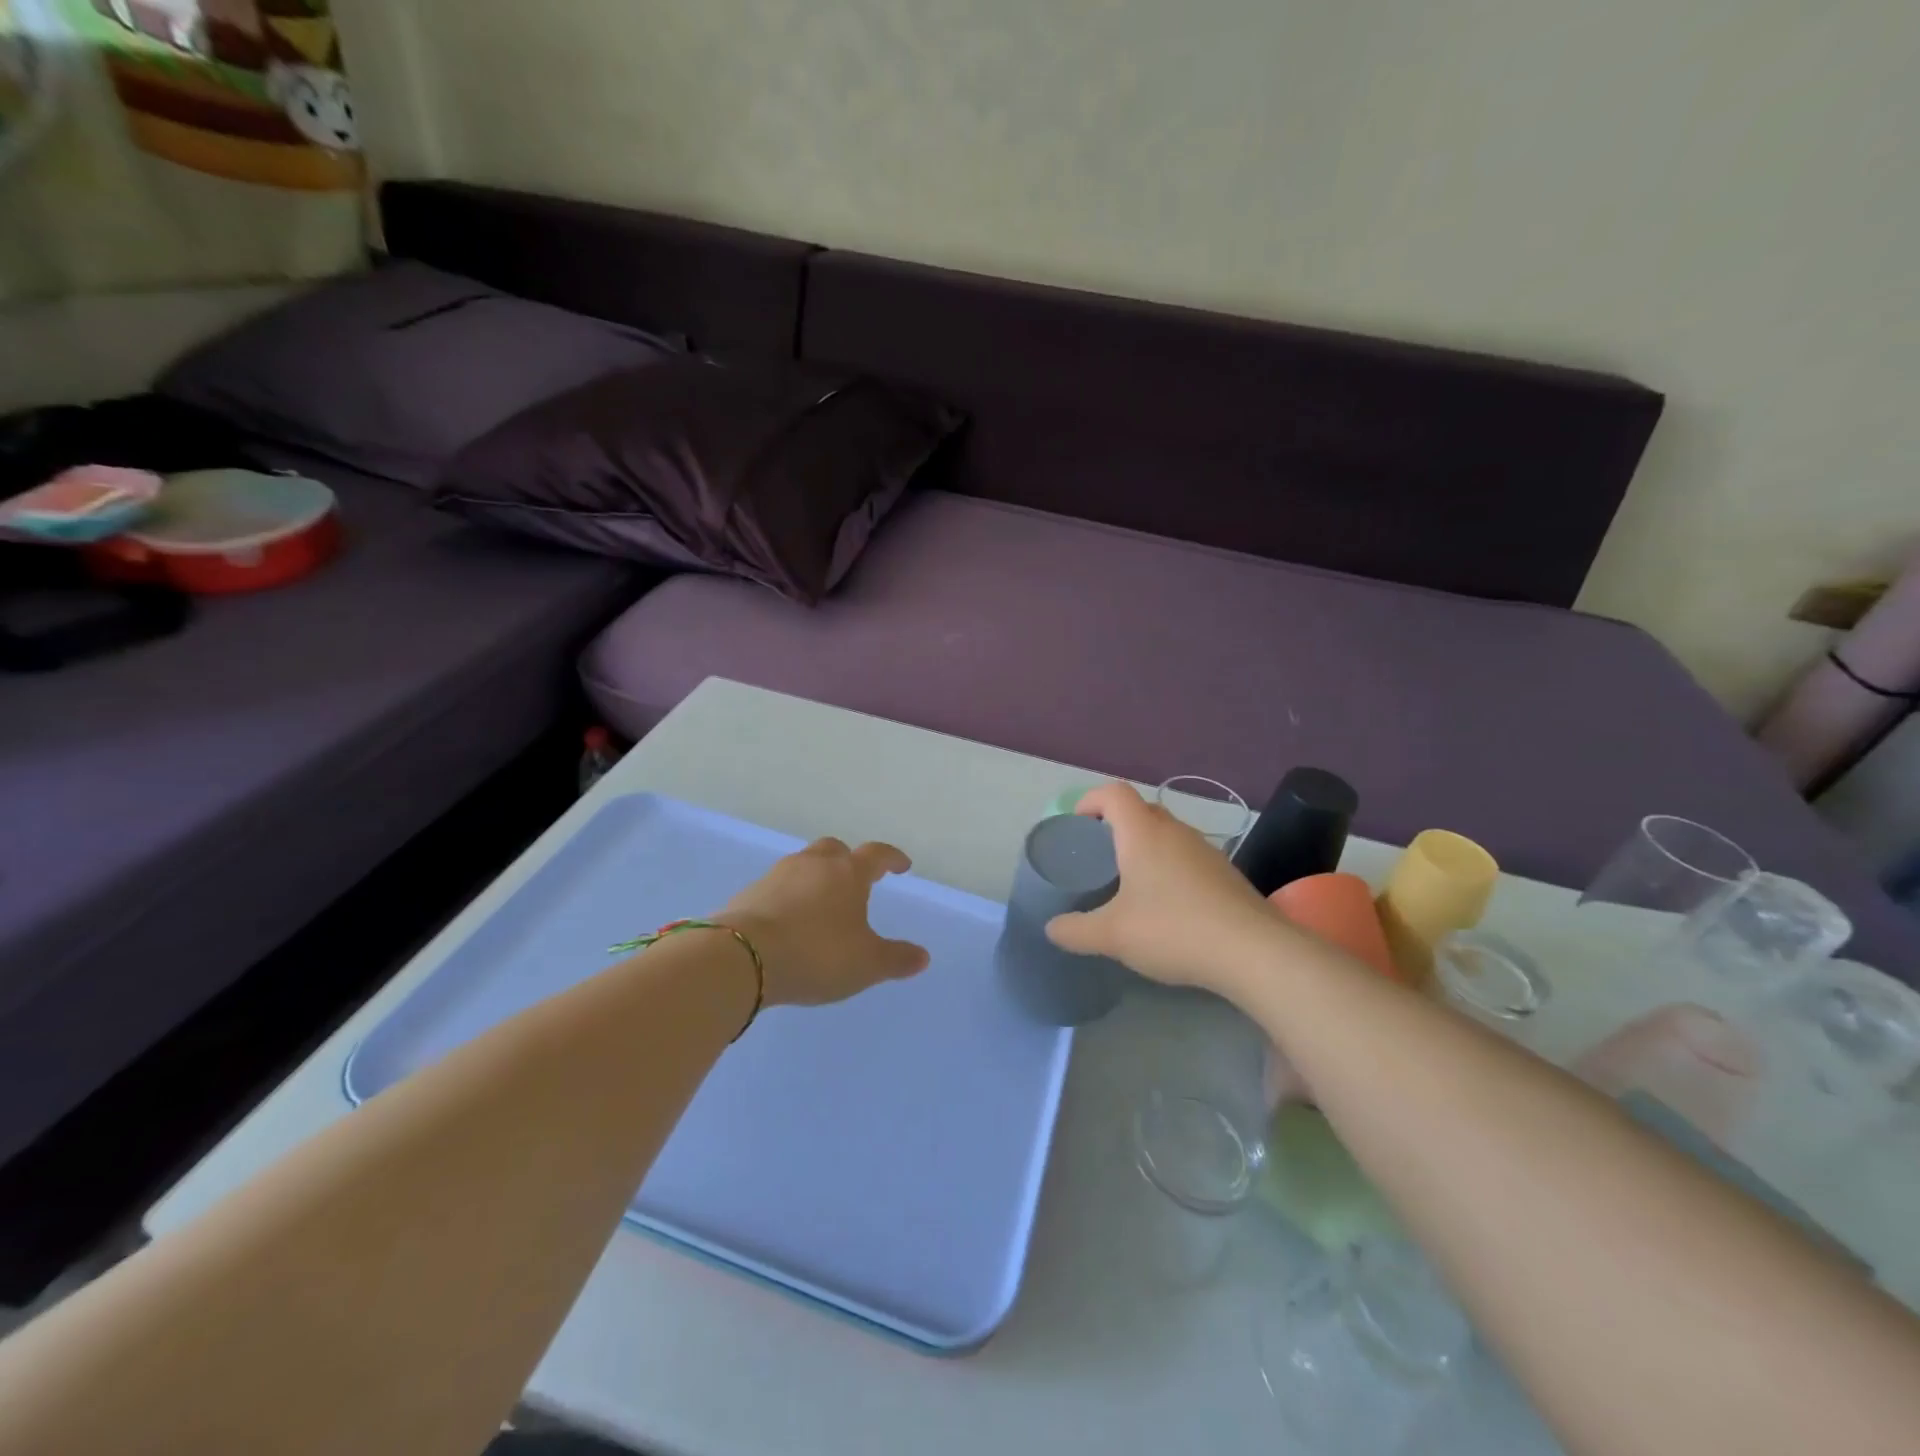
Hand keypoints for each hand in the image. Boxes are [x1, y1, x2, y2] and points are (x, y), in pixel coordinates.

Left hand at [719, 838, 930, 1007]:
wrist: (742, 957)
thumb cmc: (816, 954)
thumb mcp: (866, 964)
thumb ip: (896, 959)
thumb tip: (922, 957)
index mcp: (848, 873)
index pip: (877, 855)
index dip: (892, 858)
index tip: (901, 866)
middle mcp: (813, 865)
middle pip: (834, 849)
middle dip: (848, 860)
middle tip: (855, 880)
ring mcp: (777, 875)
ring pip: (803, 866)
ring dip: (815, 878)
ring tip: (820, 905)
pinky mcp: (748, 893)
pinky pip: (776, 887)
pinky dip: (788, 897)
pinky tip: (788, 922)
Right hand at [1045, 783, 1280, 992]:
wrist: (1255, 952)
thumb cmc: (1174, 929)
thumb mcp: (1113, 935)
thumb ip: (1075, 931)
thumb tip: (1051, 928)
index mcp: (1143, 833)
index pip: (1113, 793)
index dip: (1090, 801)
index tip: (1076, 826)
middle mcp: (1175, 831)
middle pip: (1140, 809)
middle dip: (1115, 825)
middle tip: (1098, 857)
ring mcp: (1205, 850)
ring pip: (1166, 834)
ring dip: (1144, 847)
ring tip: (1129, 883)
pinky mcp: (1225, 874)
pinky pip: (1186, 856)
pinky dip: (1169, 867)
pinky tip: (1166, 906)